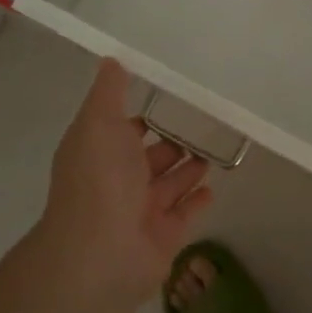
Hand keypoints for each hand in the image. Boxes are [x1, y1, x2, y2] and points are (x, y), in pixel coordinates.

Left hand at [38, 59, 213, 307]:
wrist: (101, 253)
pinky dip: (196, 201)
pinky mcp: (163, 237)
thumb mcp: (99, 123)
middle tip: (200, 123)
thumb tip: (111, 59)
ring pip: (167, 185)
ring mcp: (140, 212)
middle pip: (146, 159)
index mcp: (98, 153)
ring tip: (212, 149)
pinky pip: (184, 214)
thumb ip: (109, 92)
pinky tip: (213, 187)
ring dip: (186, 169)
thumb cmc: (100, 180)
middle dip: (168, 142)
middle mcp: (116, 182)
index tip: (166, 97)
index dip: (138, 116)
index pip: (120, 130)